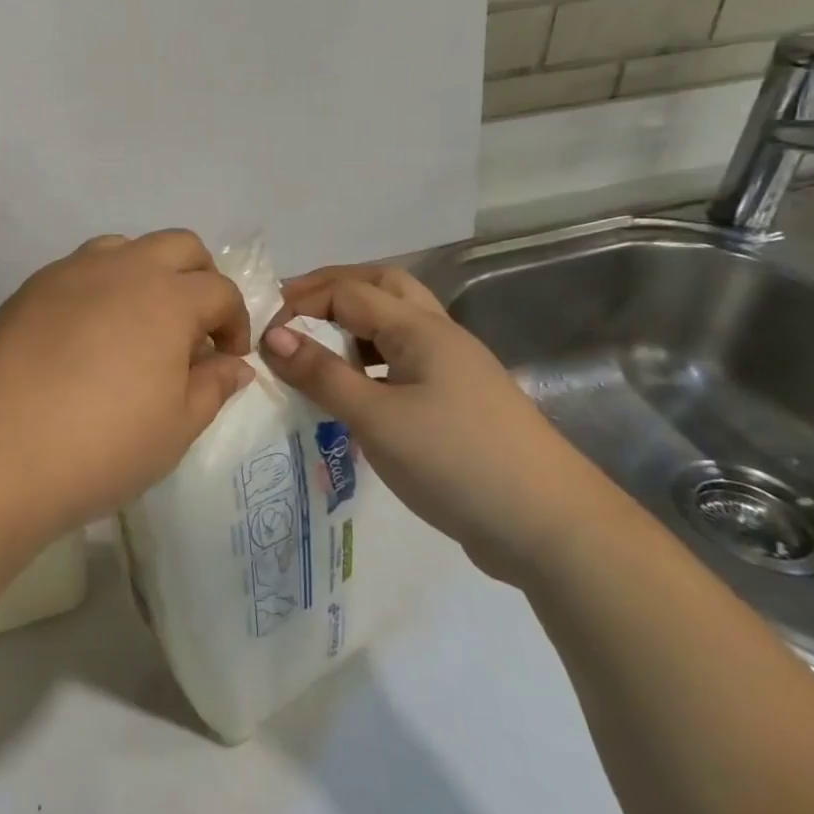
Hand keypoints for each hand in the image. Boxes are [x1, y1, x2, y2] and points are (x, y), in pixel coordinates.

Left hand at [0, 231, 252, 535]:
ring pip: (124, 247)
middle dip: (199, 278)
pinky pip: (79, 269)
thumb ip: (212, 387)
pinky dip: (100, 287)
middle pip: (179, 245)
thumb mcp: (176, 428)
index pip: (220, 290)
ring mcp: (70, 272)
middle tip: (193, 327)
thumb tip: (233, 366)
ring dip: (146, 273)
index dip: (234, 321)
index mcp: (168, 297)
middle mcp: (122, 268)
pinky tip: (87, 334)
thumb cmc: (102, 445)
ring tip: (138, 323)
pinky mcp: (31, 288)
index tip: (227, 357)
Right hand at [261, 263, 622, 584]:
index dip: (301, 303)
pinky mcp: (459, 401)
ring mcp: (455, 368)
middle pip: (381, 285)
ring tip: (316, 348)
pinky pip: (405, 357)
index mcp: (420, 328)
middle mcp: (439, 335)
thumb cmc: (456, 461)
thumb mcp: (376, 418)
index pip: (348, 291)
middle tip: (290, 312)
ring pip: (397, 321)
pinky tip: (355, 389)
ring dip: (354, 322)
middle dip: (332, 290)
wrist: (551, 527)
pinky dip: (372, 357)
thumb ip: (321, 374)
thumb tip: (271, 336)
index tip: (262, 334)